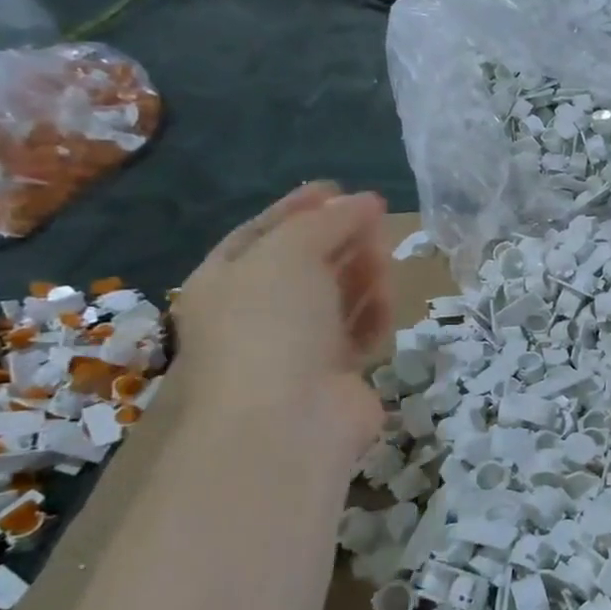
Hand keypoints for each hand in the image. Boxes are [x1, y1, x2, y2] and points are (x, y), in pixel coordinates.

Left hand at [172, 183, 393, 442]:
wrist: (289, 421)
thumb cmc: (273, 325)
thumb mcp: (290, 253)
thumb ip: (327, 221)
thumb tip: (364, 202)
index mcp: (225, 281)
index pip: (262, 232)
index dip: (299, 208)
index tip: (339, 189)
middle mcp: (258, 313)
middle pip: (306, 263)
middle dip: (341, 239)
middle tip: (377, 223)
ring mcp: (297, 346)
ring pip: (336, 296)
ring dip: (362, 274)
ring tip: (385, 261)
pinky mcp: (336, 373)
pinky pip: (358, 331)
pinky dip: (372, 314)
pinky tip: (386, 303)